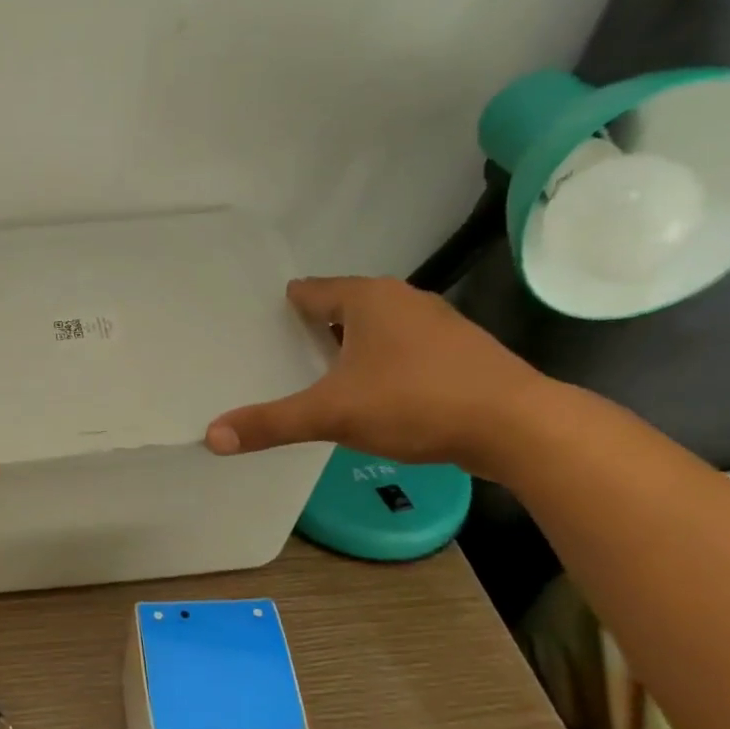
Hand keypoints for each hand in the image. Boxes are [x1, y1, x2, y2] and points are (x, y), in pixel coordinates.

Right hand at [204, 277, 552, 479]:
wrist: (518, 427)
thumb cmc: (416, 403)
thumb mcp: (332, 415)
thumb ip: (271, 423)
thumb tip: (211, 436)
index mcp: (368, 298)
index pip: (309, 291)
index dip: (282, 308)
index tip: (257, 327)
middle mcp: (402, 299)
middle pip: (342, 306)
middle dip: (312, 328)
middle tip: (277, 355)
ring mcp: (436, 323)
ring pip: (375, 328)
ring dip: (348, 347)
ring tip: (317, 376)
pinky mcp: (459, 352)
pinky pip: (402, 349)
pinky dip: (380, 363)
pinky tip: (371, 393)